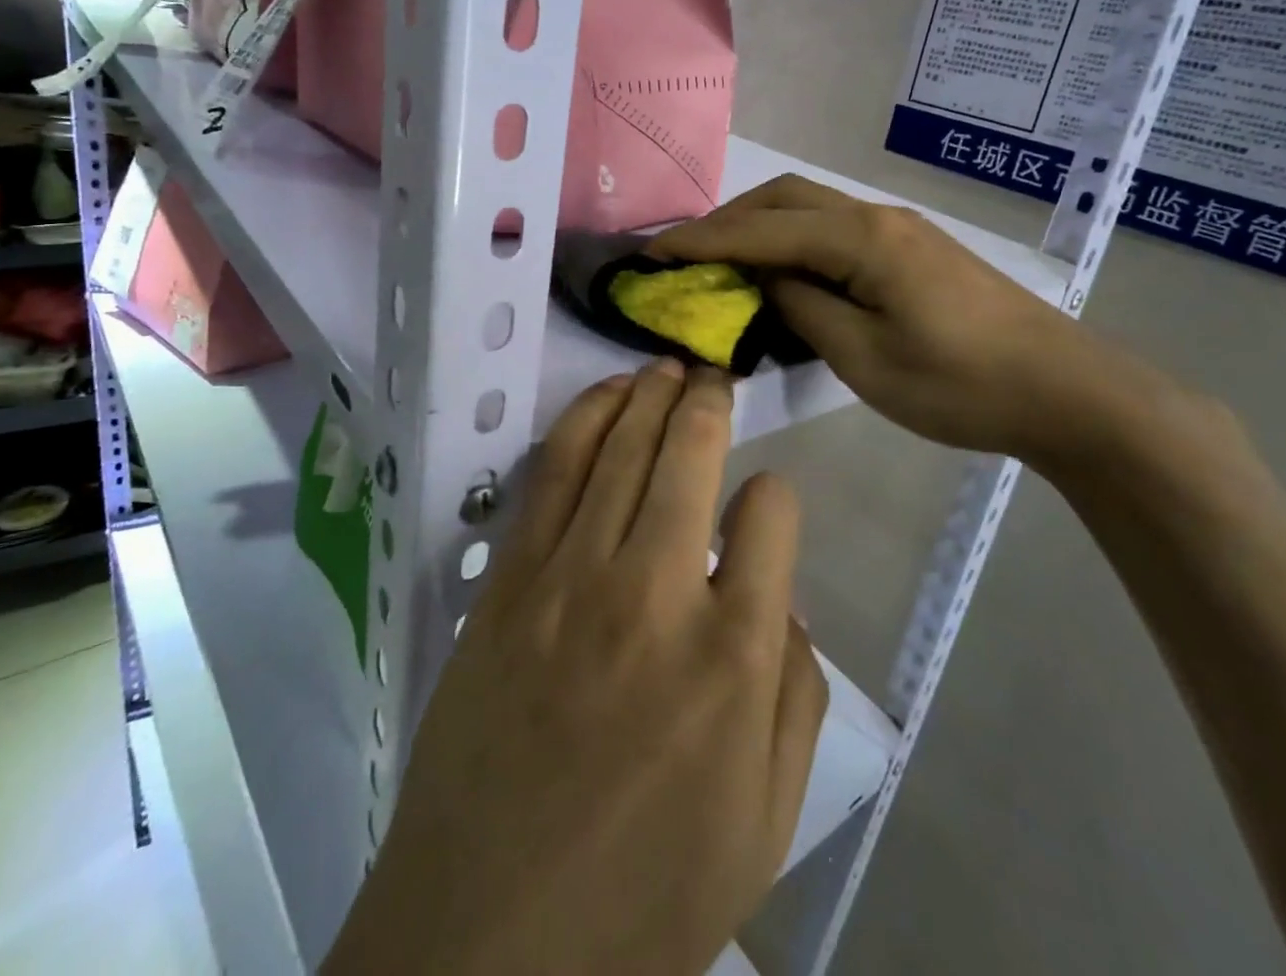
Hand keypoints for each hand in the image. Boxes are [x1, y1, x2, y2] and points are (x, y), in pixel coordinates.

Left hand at [323, 360, 827, 975]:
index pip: (771, 514)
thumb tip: (782, 597)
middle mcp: (656, 592)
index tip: (764, 502)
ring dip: (648, 393)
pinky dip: (583, 420)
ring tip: (666, 368)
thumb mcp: (766, 820)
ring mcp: (572, 576)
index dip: (774, 496)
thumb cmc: (646, 893)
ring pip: (621, 445)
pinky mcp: (511, 579)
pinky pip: (552, 473)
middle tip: (715, 376)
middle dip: (710, 401)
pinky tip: (605, 396)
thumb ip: (796, 695)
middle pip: (691, 454)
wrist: (488, 939)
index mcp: (734, 656)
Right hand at [652, 175, 1156, 468]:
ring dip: (761, 226)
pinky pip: (834, 230)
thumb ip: (803, 309)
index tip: (651, 253)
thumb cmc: (960, 384)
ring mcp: (898, 230)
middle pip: (785, 198)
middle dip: (728, 220)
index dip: (702, 241)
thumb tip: (765, 280)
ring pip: (811, 209)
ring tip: (724, 262)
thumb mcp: (865, 358)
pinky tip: (783, 272)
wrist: (1064, 390)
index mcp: (861, 240)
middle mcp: (875, 218)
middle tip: (686, 255)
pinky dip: (793, 241)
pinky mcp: (912, 251)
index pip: (762, 230)